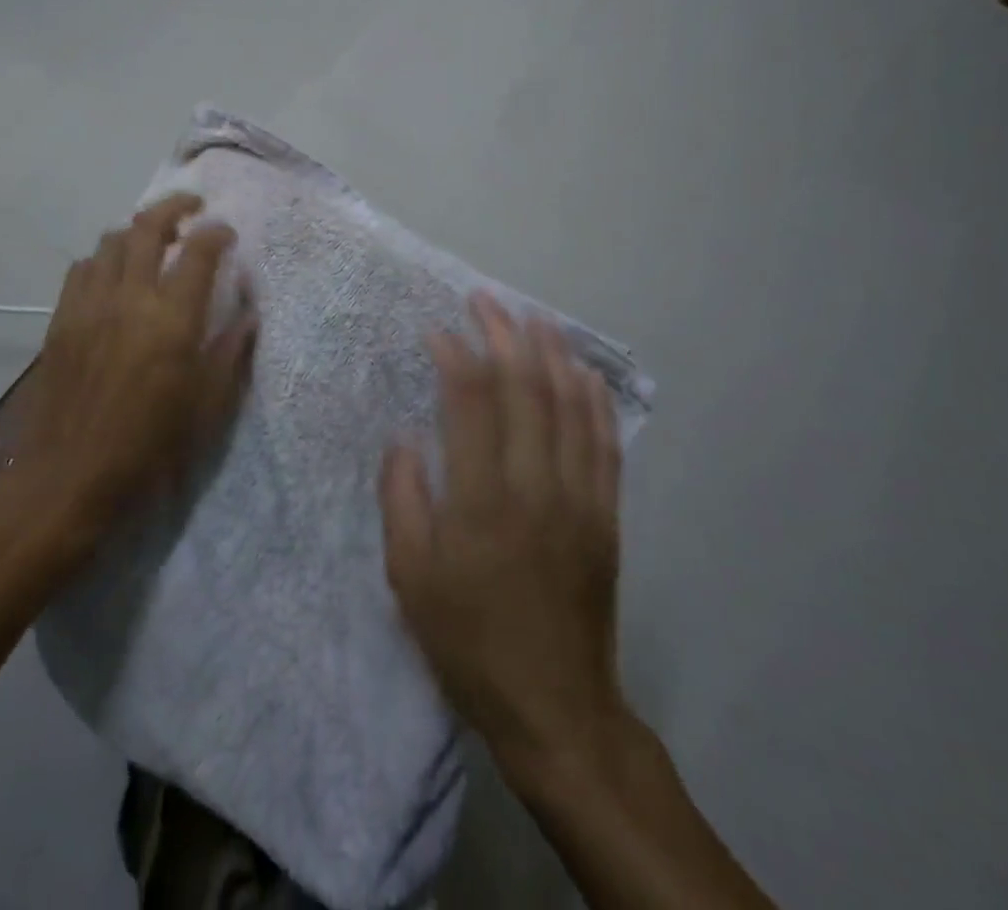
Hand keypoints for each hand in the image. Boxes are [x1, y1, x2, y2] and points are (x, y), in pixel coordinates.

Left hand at [20, 193, 256, 555]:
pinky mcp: (61, 319)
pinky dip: (104, 258)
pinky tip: (113, 275)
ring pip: (111, 241)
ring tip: (153, 240)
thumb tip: (248, 314)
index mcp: (172, 319)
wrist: (67, 477)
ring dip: (137, 231)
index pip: (198, 252)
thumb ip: (229, 353)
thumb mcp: (206, 408)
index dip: (216, 233)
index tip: (227, 232)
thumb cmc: (147, 448)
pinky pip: (82, 268)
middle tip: (192, 209)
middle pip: (148, 227)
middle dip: (174, 207)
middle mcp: (129, 297)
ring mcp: (89, 304)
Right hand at [380, 293, 626, 786]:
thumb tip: (406, 437)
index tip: (438, 331)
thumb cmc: (468, 641)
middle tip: (485, 301)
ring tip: (533, 317)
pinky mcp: (605, 515)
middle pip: (524, 389)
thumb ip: (402, 499)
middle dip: (503, 336)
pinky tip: (584, 372)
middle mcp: (534, 486)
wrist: (556, 707)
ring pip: (568, 406)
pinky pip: (603, 443)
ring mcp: (579, 498)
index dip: (456, 356)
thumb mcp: (409, 578)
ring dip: (551, 354)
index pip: (471, 402)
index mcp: (480, 500)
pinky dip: (594, 400)